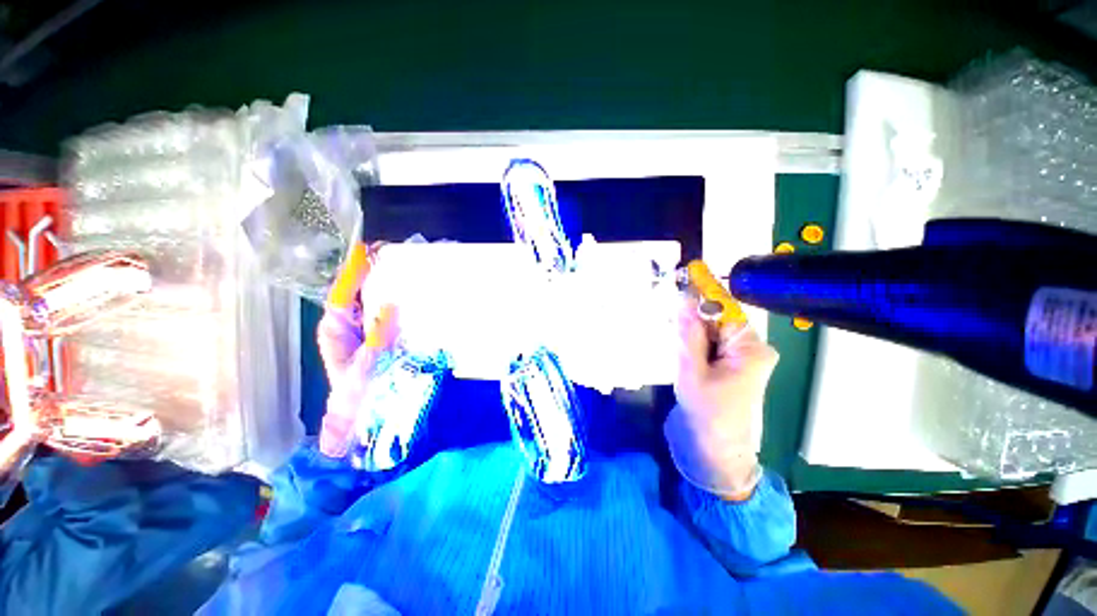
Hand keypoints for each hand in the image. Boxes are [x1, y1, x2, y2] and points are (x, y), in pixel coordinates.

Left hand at [316, 242, 398, 457]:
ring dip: (378, 279)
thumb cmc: (359, 392)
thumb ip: (378, 338)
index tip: (364, 250)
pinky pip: (380, 309)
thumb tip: (390, 306)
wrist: (362, 411)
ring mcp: (359, 328)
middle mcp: (344, 324)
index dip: (353, 272)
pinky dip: (389, 295)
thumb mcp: (367, 366)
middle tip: (385, 250)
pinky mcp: (374, 332)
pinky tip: (403, 288)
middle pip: (353, 290)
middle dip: (366, 269)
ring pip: (366, 298)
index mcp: (335, 329)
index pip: (342, 294)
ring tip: (394, 262)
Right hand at [667, 296, 778, 498]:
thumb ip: (688, 334)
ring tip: (674, 343)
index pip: (725, 309)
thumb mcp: (692, 372)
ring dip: (690, 332)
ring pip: (710, 330)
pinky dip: (692, 343)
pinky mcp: (727, 364)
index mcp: (751, 349)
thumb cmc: (707, 415)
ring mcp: (739, 357)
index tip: (685, 273)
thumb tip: (684, 299)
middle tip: (669, 319)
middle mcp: (751, 348)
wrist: (714, 452)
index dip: (704, 292)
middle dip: (692, 317)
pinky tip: (681, 352)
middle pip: (717, 318)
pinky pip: (708, 343)